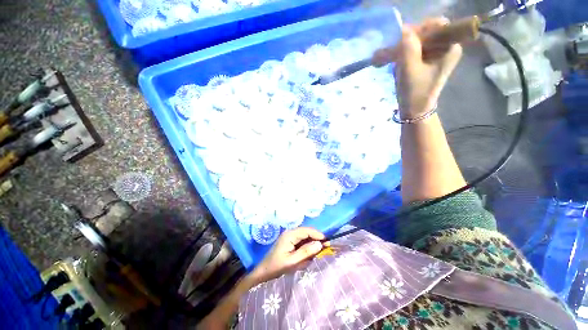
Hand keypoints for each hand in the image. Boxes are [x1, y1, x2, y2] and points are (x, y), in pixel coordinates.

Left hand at [250, 227, 325, 283]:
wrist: (263, 273)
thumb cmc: (277, 267)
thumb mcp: (292, 261)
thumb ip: (306, 252)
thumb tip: (320, 243)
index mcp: (290, 235)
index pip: (306, 230)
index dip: (317, 234)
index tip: (327, 241)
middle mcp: (290, 233)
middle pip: (306, 232)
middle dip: (316, 238)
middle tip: (327, 246)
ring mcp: (289, 237)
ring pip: (304, 236)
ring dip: (313, 242)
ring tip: (322, 249)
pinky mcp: (289, 243)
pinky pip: (301, 241)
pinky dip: (307, 245)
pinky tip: (312, 251)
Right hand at [395, 17, 462, 118]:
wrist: (415, 110)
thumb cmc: (415, 92)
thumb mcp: (410, 69)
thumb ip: (408, 48)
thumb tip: (404, 28)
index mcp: (450, 47)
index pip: (437, 25)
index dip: (420, 29)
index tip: (404, 40)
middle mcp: (447, 47)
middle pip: (428, 31)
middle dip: (410, 39)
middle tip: (395, 50)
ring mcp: (438, 54)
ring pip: (421, 40)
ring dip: (405, 47)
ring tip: (392, 57)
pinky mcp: (429, 60)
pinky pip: (417, 49)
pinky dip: (405, 53)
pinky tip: (397, 60)